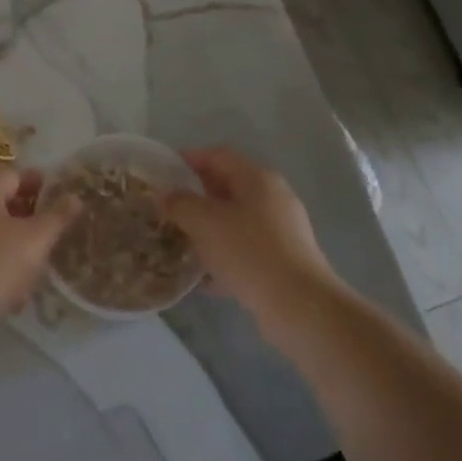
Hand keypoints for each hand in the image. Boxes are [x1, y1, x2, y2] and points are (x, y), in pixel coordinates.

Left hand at [0, 169, 78, 319]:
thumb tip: (74, 196)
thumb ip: (57, 216)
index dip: (36, 186)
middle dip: (21, 216)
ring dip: (5, 242)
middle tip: (43, 236)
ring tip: (27, 269)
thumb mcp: (37, 240)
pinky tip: (3, 287)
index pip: (13, 176)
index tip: (53, 201)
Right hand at [162, 147, 344, 328]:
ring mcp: (282, 230)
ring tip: (181, 240)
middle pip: (229, 186)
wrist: (298, 305)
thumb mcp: (205, 222)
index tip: (163, 170)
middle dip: (197, 195)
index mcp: (257, 179)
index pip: (218, 155)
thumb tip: (165, 194)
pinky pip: (246, 250)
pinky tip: (203, 278)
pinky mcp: (283, 261)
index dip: (189, 158)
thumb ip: (180, 203)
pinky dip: (224, 256)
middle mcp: (273, 198)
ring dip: (208, 227)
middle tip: (168, 207)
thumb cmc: (249, 252)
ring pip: (236, 220)